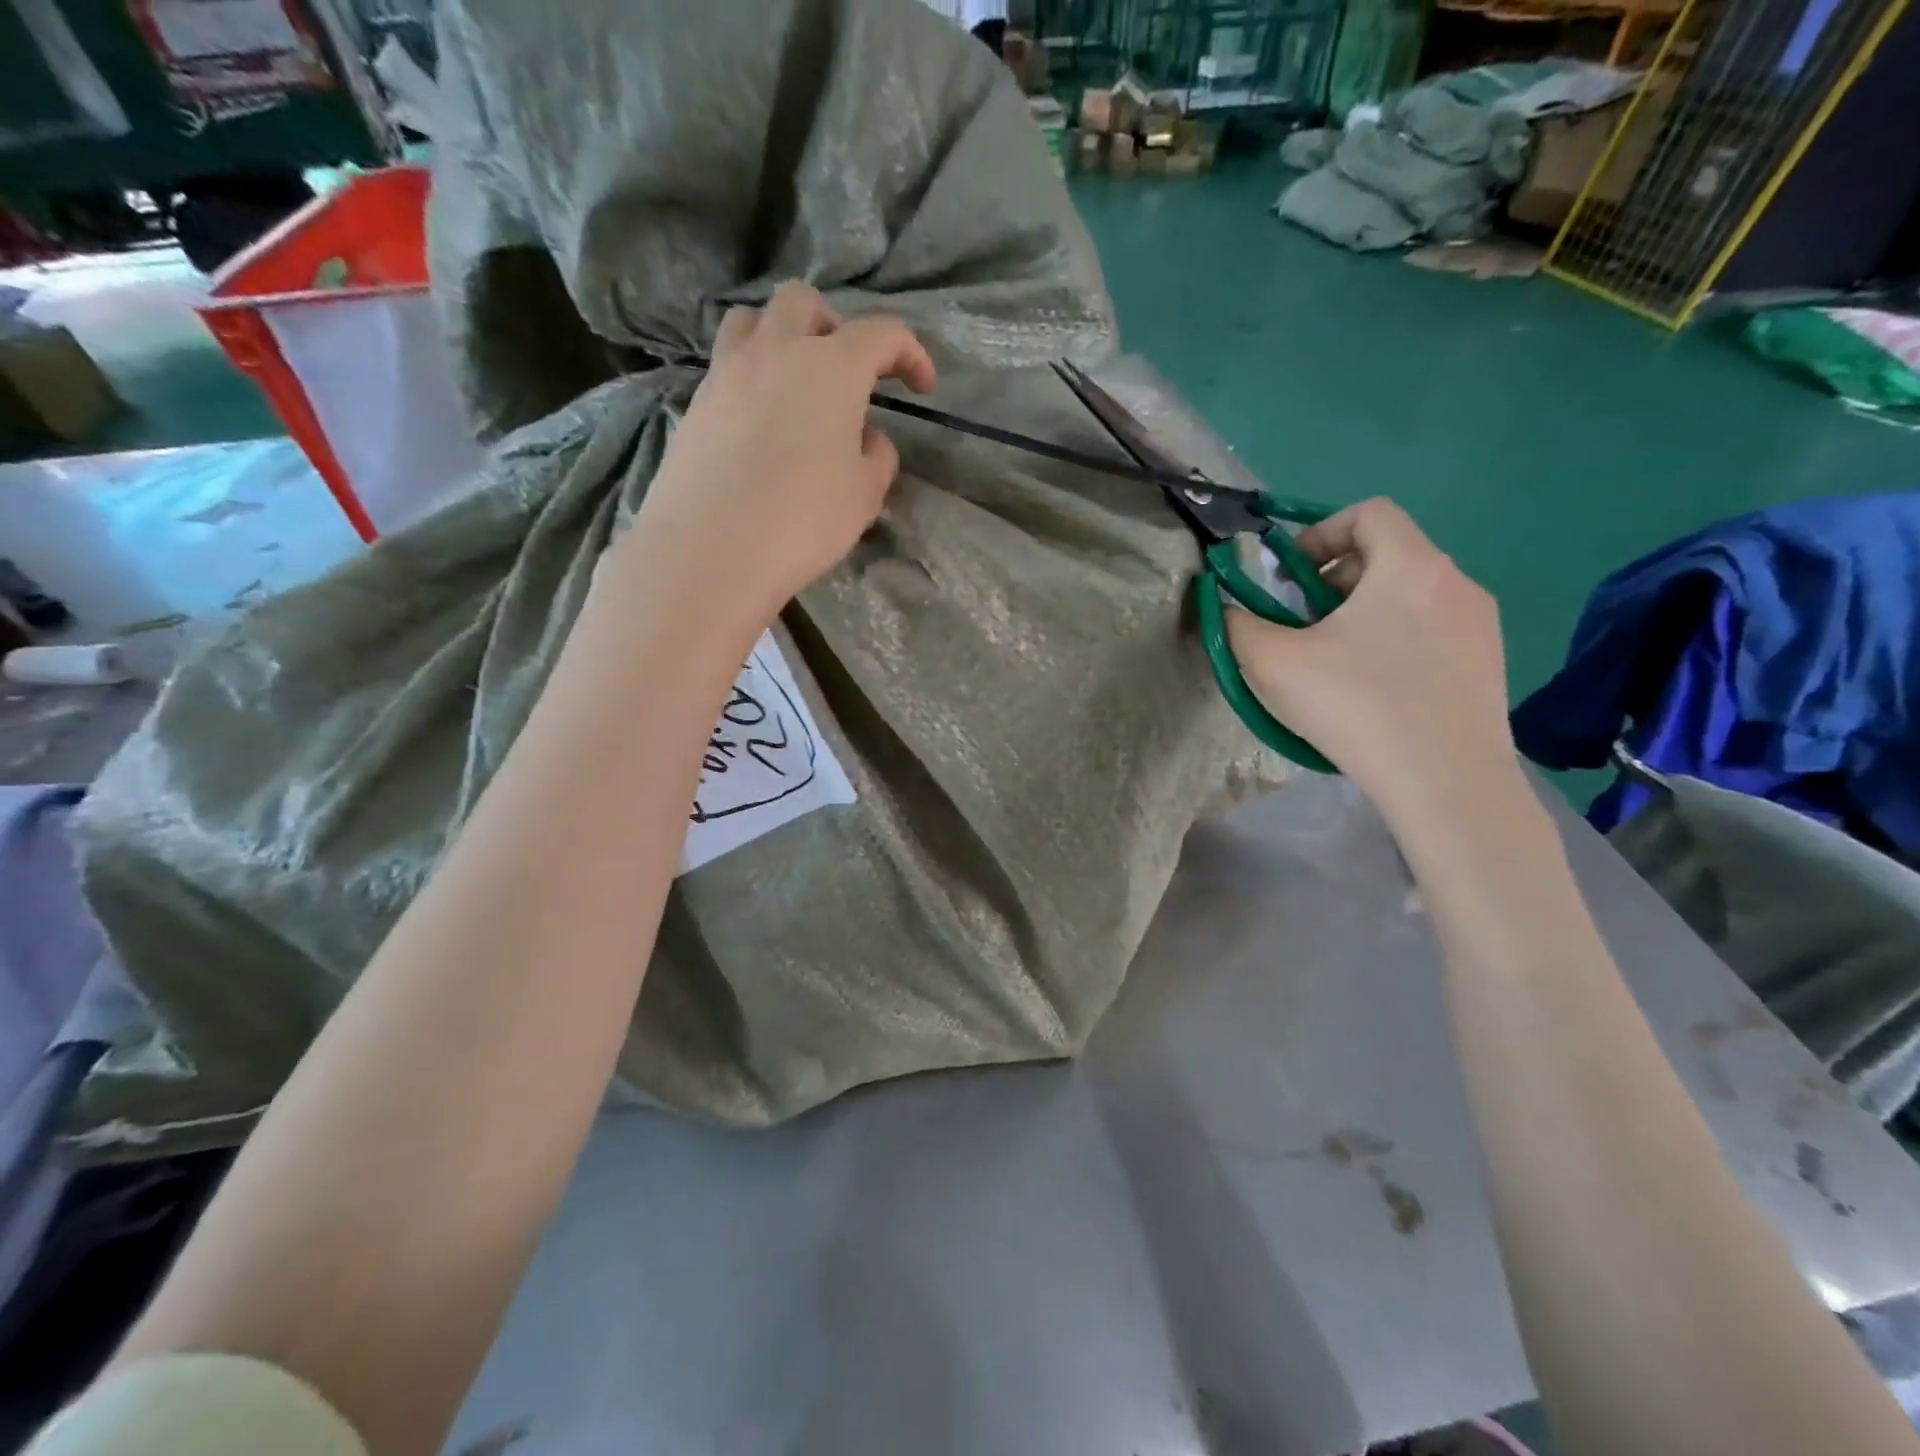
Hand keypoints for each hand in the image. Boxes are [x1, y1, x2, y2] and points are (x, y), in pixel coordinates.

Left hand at [629, 281, 936, 614]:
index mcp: (831, 367)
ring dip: (781, 337)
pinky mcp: (696, 403)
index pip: (882, 333)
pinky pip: (727, 365)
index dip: (910, 353)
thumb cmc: (804, 519)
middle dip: (835, 325)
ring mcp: (727, 372)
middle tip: (847, 373)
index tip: (922, 387)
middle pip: (805, 302)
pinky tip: (760, 423)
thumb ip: (877, 456)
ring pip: (753, 319)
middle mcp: (777, 352)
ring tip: (794, 384)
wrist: (712, 549)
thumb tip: (865, 437)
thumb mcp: (865, 494)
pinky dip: (751, 376)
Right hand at [1228, 498, 1520, 824]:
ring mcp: (1480, 624)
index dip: (1320, 533)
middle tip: (1304, 624)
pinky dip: (1398, 641)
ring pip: (1412, 595)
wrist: (1445, 781)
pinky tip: (1377, 691)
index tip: (1291, 578)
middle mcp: (1455, 582)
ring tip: (1336, 661)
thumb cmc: (1356, 706)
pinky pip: (1435, 631)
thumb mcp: (1273, 662)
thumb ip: (1238, 625)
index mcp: (1409, 565)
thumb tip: (1228, 611)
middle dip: (1336, 580)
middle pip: (1389, 554)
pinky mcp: (1491, 664)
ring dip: (1366, 612)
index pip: (1368, 512)